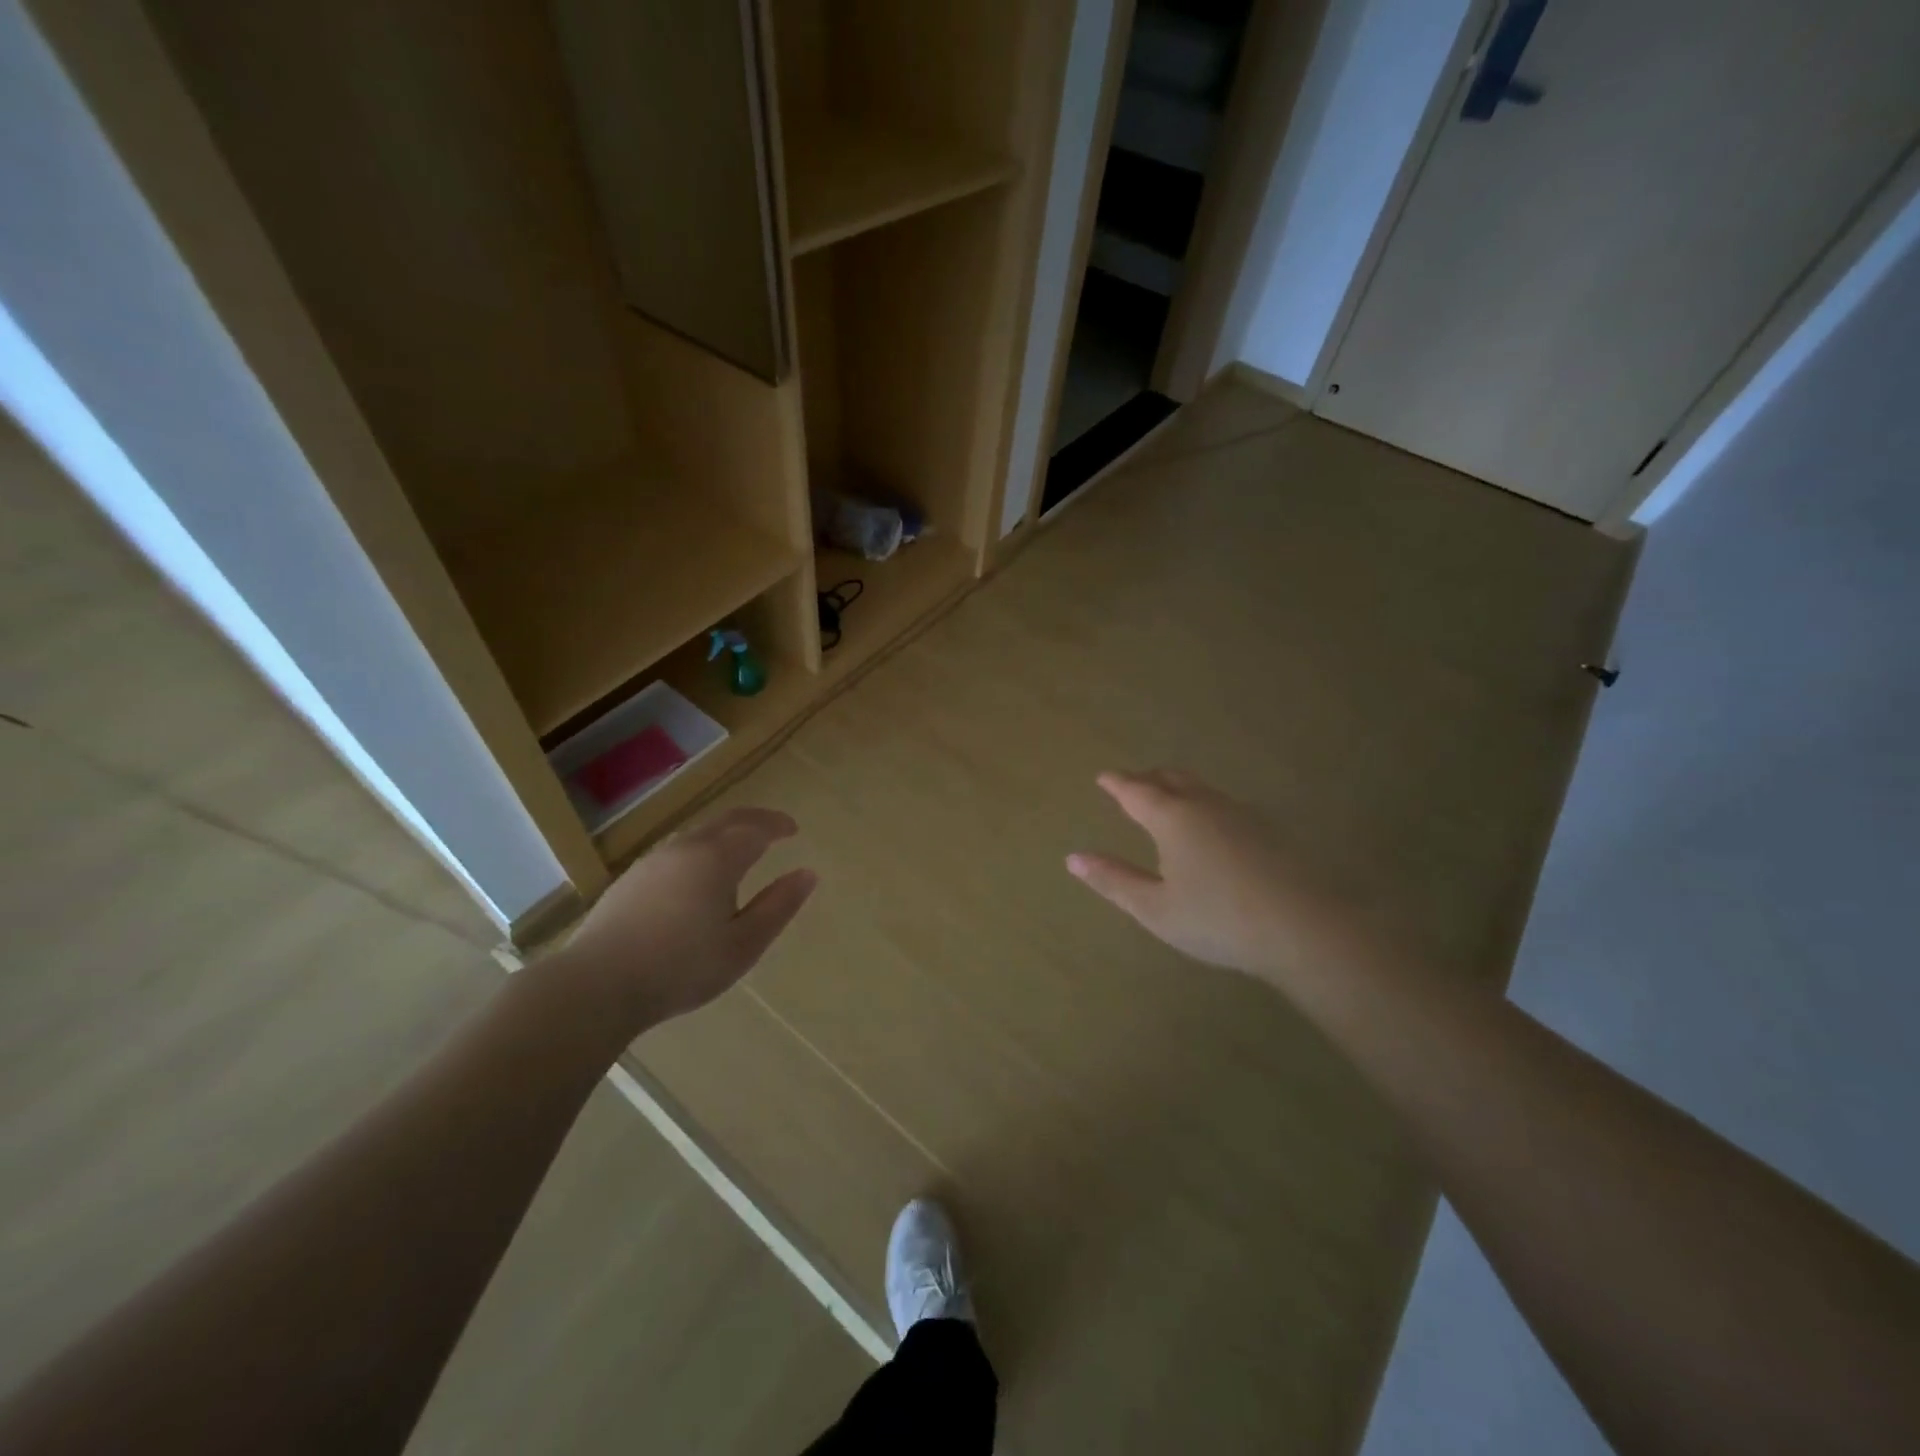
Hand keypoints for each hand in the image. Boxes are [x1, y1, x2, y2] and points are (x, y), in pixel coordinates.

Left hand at [556, 807, 816, 1031]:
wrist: (597, 985)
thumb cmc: (681, 967)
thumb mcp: (743, 944)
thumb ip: (778, 906)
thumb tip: (808, 875)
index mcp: (717, 858)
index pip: (755, 828)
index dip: (777, 825)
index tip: (793, 830)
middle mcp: (685, 848)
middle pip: (725, 821)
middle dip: (753, 820)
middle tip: (774, 828)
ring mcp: (653, 861)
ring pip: (697, 834)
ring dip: (724, 834)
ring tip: (740, 851)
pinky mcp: (630, 880)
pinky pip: (676, 851)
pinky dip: (700, 850)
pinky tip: (697, 876)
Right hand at [1067, 770, 1348, 989]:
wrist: (1304, 928)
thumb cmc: (1217, 919)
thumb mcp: (1154, 908)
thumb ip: (1113, 880)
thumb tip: (1073, 858)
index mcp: (1172, 818)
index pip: (1136, 790)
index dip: (1117, 783)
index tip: (1103, 777)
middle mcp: (1205, 805)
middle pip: (1171, 778)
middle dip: (1147, 778)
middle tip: (1131, 783)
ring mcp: (1241, 813)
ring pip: (1201, 788)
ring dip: (1177, 786)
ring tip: (1167, 798)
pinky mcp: (1267, 829)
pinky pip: (1223, 803)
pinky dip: (1203, 802)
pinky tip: (1209, 825)